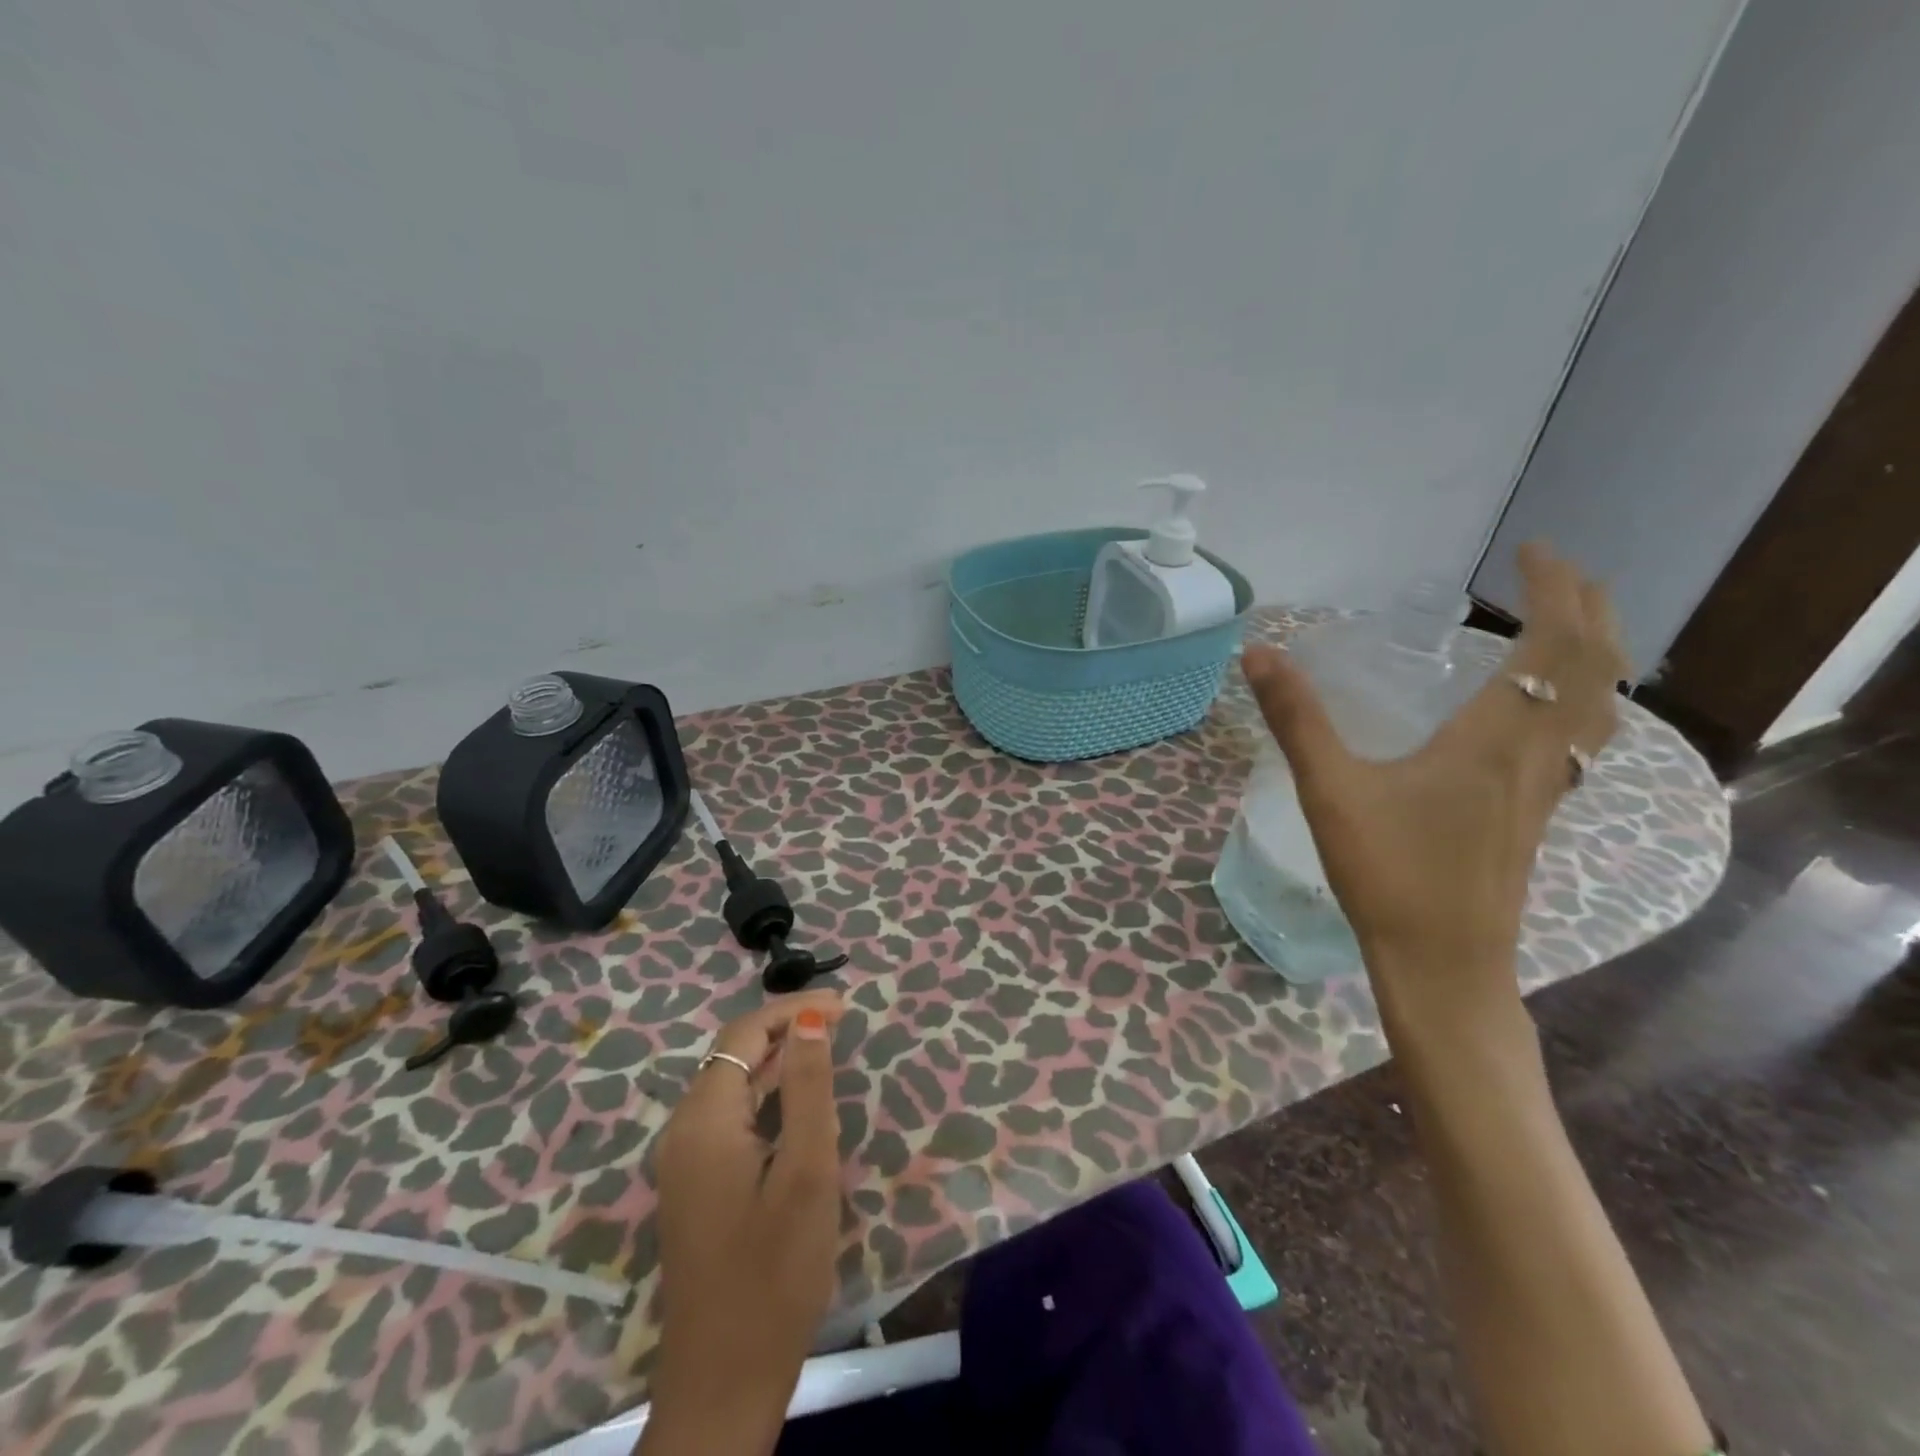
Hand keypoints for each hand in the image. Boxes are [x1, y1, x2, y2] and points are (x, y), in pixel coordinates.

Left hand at [642, 990, 846, 1455]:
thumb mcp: (807, 1173)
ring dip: (777, 1058)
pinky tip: (798, 1100)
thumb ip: (808, 1089)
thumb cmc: (775, 1274)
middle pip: (733, 1053)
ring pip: (731, 1083)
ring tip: (827, 1046)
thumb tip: (809, 1020)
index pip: (743, 1033)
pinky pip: (730, 1115)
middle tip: (843, 1020)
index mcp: (703, 1120)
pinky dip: (766, 1092)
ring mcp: (684, 1159)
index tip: (844, 1007)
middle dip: (786, 1027)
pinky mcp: (696, 1183)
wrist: (724, 1382)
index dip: (792, 1010)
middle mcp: (683, 1129)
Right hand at [1242, 544, 1626, 1028]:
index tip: (1531, 550)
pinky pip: (1582, 739)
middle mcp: (1538, 755)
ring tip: (1567, 626)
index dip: (1553, 588)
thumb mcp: (1331, 789)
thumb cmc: (1389, 873)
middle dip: (1588, 608)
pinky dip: (1582, 700)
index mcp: (1497, 737)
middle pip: (1598, 667)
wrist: (1443, 963)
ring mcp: (1546, 789)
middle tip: (1555, 573)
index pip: (1554, 643)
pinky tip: (1546, 713)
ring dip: (1596, 653)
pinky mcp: (1535, 814)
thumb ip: (1296, 719)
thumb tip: (1259, 652)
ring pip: (1600, 707)